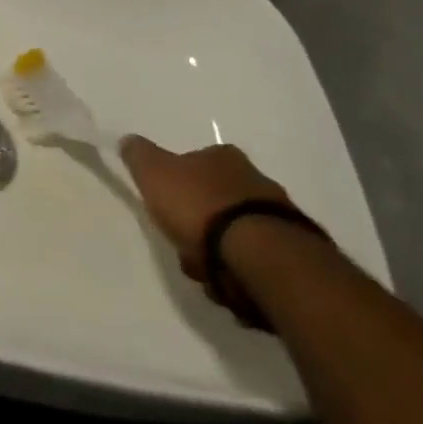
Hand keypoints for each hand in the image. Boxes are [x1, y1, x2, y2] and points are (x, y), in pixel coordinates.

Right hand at [120, 136, 291, 282]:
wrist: (260, 255)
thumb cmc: (200, 206)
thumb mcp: (154, 173)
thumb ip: (139, 155)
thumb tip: (128, 140)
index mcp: (223, 156)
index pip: (194, 162)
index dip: (177, 185)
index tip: (166, 207)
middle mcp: (256, 179)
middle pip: (215, 200)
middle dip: (197, 224)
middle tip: (182, 243)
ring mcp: (279, 217)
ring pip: (234, 233)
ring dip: (216, 251)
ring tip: (204, 270)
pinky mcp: (294, 253)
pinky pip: (255, 260)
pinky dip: (239, 270)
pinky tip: (227, 282)